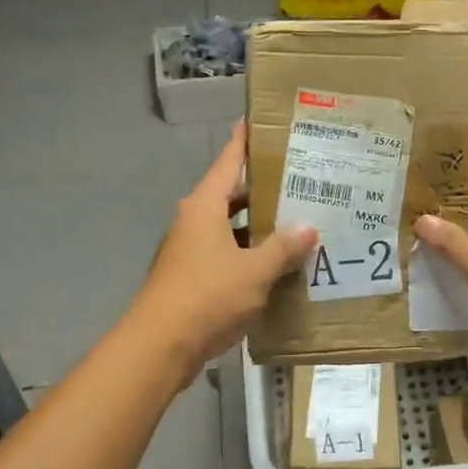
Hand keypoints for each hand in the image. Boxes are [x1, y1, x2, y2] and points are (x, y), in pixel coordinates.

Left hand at [132, 121, 317, 373]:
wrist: (159, 347)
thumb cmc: (206, 296)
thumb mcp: (254, 270)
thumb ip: (283, 247)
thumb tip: (308, 227)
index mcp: (204, 207)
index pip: (227, 162)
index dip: (243, 141)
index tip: (258, 121)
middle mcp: (194, 221)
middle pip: (231, 195)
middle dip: (263, 189)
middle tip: (300, 180)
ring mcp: (190, 250)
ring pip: (230, 228)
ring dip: (258, 226)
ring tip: (298, 222)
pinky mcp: (192, 277)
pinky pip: (226, 254)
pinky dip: (249, 254)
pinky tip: (277, 265)